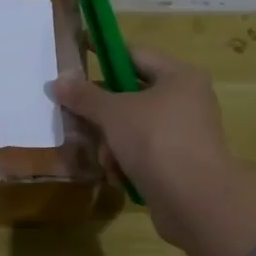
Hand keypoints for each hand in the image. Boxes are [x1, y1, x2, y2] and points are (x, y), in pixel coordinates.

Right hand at [52, 47, 255, 255]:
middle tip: (75, 117)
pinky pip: (144, 153)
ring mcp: (185, 134)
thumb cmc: (156, 140)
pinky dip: (127, 161)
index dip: (103, 55)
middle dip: (103, 111)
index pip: (134, 54)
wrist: (195, 200)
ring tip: (105, 158)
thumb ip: (85, 96)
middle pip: (132, 95)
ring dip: (112, 142)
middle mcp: (187, 100)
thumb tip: (59, 80)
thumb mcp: (114, 113)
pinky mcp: (179, 164)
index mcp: (179, 76)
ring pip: (134, 127)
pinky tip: (118, 174)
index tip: (77, 58)